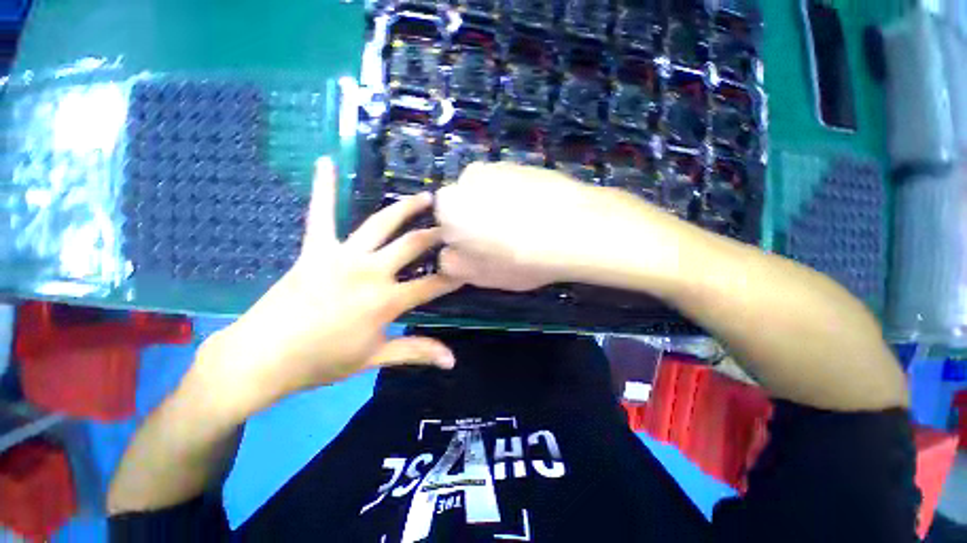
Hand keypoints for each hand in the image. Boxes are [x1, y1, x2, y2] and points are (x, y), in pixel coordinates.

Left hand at [191, 157, 461, 419]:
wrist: (262, 358)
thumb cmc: (322, 361)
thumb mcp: (375, 358)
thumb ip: (417, 353)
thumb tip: (452, 361)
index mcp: (386, 301)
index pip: (432, 285)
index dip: (453, 276)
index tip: (469, 266)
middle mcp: (371, 271)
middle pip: (413, 246)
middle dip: (437, 235)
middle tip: (454, 225)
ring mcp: (342, 256)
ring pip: (382, 224)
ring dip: (406, 208)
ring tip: (426, 197)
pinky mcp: (315, 249)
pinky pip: (321, 214)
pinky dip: (323, 188)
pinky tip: (325, 161)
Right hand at [435, 162, 686, 291]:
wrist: (575, 229)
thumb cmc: (518, 257)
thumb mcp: (478, 275)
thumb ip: (452, 265)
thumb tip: (448, 255)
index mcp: (449, 205)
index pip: (445, 223)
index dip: (462, 240)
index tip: (482, 252)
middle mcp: (469, 177)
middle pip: (467, 204)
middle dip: (478, 222)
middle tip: (504, 243)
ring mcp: (501, 166)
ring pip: (490, 194)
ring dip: (499, 209)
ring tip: (525, 230)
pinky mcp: (527, 164)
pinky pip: (514, 186)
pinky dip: (520, 199)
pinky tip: (539, 215)